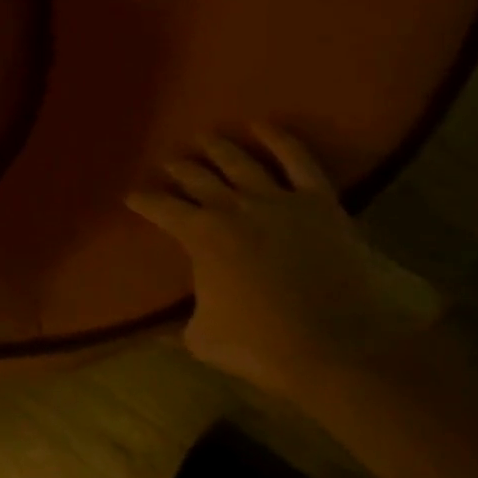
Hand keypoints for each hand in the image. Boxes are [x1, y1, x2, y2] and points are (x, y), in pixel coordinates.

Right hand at [125, 125, 443, 401]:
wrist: (344, 350)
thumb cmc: (264, 346)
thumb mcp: (202, 339)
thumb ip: (183, 321)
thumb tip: (165, 325)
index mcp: (199, 235)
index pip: (158, 207)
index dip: (142, 200)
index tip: (132, 197)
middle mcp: (231, 207)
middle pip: (195, 177)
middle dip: (178, 169)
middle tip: (169, 165)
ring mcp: (277, 201)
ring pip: (239, 161)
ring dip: (218, 147)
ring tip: (205, 138)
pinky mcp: (319, 204)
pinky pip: (298, 161)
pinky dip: (280, 140)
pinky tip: (263, 126)